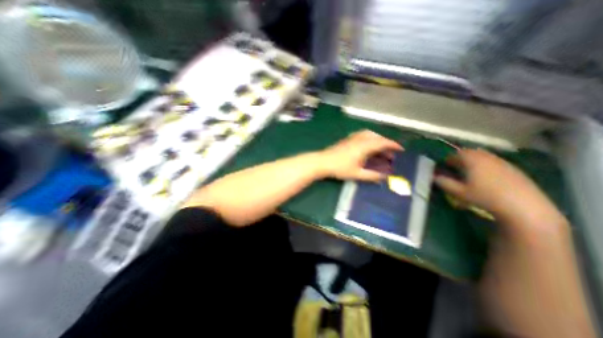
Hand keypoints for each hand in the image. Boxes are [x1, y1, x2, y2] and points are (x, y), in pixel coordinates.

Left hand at [317, 129, 400, 181]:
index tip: (401, 149)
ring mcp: (352, 138)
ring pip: (369, 134)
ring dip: (377, 140)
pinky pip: (362, 135)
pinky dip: (369, 138)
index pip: (383, 142)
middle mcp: (360, 139)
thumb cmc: (340, 168)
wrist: (323, 161)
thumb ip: (372, 176)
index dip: (393, 145)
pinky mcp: (347, 139)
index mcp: (364, 146)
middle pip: (377, 138)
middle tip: (390, 153)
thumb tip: (384, 177)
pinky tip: (367, 145)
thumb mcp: (357, 174)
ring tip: (381, 149)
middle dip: (386, 144)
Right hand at [434, 148, 565, 224]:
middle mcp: (487, 158)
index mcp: (473, 161)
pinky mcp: (514, 169)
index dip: (449, 158)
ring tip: (470, 171)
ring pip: (484, 156)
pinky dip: (487, 165)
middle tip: (456, 166)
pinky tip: (487, 177)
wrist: (524, 207)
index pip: (457, 154)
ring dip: (474, 160)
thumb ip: (445, 183)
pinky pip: (495, 162)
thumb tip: (434, 177)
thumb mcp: (459, 192)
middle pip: (471, 152)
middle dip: (462, 157)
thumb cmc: (485, 197)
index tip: (444, 165)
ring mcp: (503, 162)